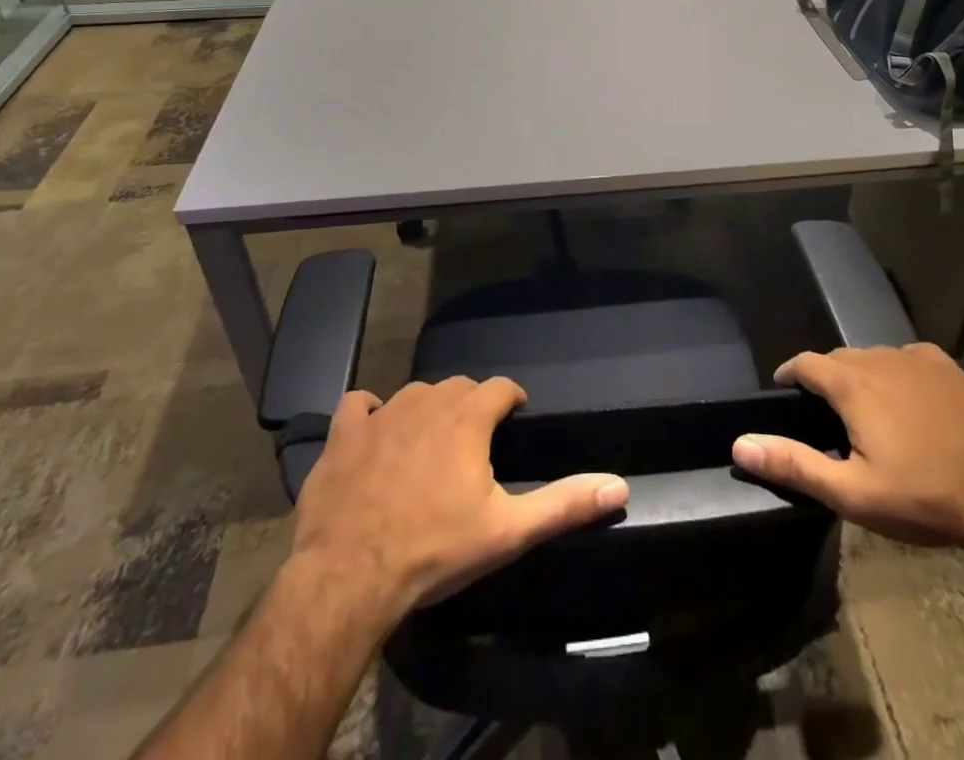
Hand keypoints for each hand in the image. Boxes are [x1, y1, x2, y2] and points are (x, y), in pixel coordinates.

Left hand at [289, 376, 628, 626]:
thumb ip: (564, 504)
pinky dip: (370, 413)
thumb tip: (620, 485)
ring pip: (415, 393)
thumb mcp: (508, 531)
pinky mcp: (344, 434)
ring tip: (432, 441)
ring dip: (428, 408)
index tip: (514, 417)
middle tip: (475, 441)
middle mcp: (428, 401)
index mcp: (468, 418)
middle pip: (459, 387)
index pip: (500, 387)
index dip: (510, 399)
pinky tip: (374, 432)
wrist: (349, 576)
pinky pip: (359, 404)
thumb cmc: (435, 550)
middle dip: (472, 405)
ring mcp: (382, 414)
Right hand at [732, 343, 963, 547]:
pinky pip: (908, 358)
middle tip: (826, 413)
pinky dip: (897, 372)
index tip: (783, 390)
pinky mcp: (947, 367)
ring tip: (866, 408)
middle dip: (826, 378)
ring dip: (861, 375)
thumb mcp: (852, 493)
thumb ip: (794, 464)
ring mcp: (917, 359)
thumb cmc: (922, 498)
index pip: (805, 363)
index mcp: (852, 384)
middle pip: (839, 359)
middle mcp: (879, 358)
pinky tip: (908, 400)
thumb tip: (740, 445)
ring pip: (874, 357)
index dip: (789, 373)